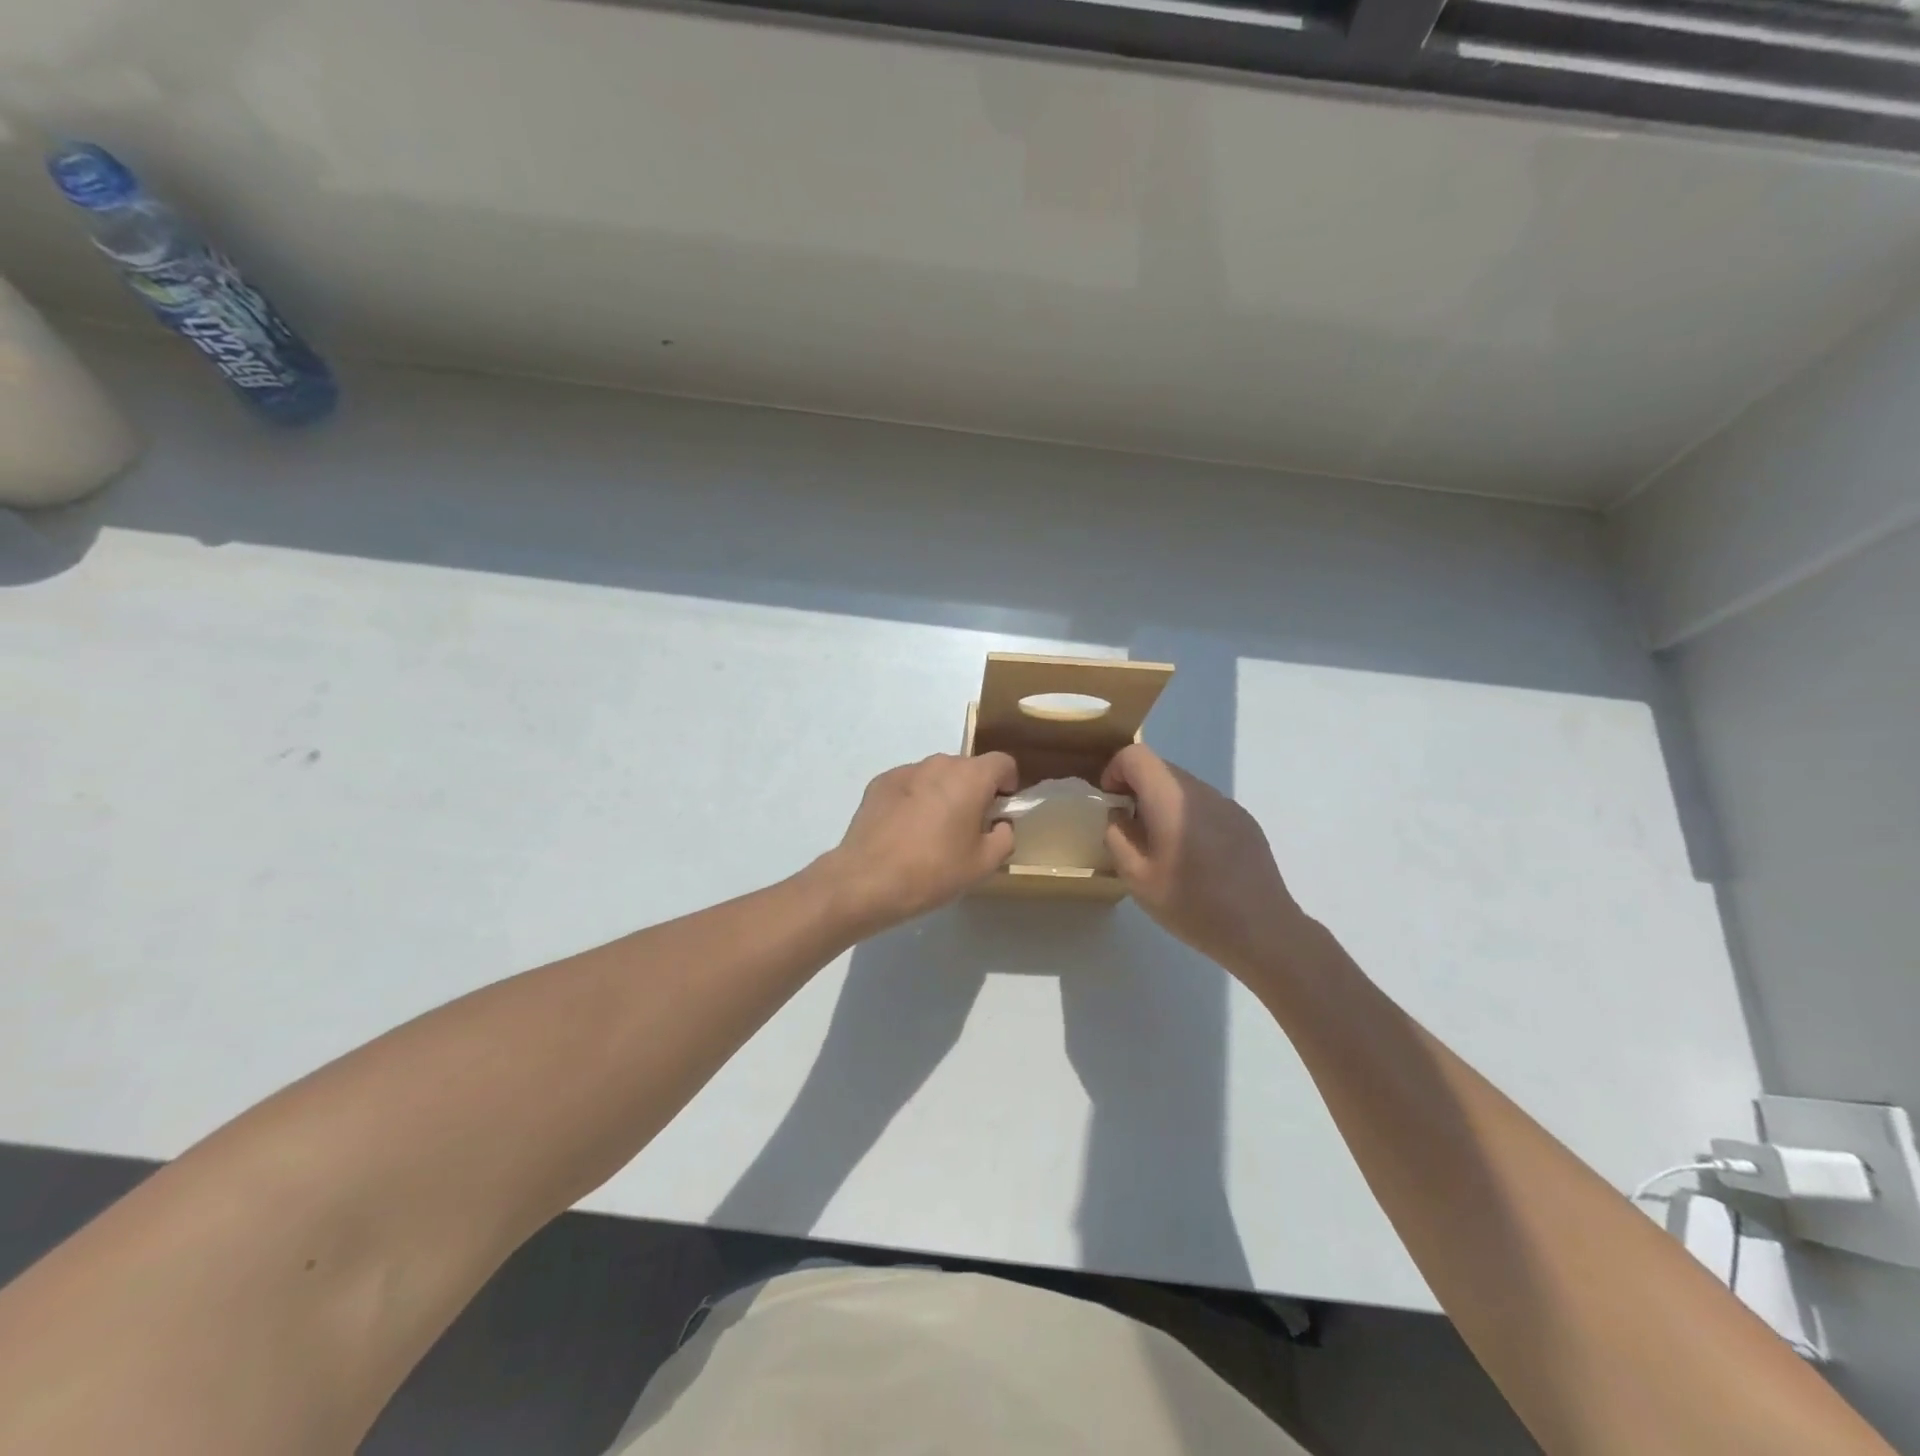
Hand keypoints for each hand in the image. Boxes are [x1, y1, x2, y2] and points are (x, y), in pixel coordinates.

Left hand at [821, 752, 1018, 935]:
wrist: (866, 880)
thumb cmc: (933, 871)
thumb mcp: (983, 864)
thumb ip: (1004, 837)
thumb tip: (999, 824)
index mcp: (969, 777)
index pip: (1003, 763)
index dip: (1008, 784)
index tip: (1000, 811)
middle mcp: (938, 764)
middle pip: (968, 768)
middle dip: (974, 790)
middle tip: (968, 827)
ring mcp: (905, 770)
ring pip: (936, 775)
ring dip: (943, 793)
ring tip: (932, 831)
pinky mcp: (880, 783)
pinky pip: (910, 785)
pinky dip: (915, 799)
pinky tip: (905, 831)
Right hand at [1103, 744, 1309, 978]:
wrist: (1262, 931)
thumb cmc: (1192, 905)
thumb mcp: (1137, 878)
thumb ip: (1117, 836)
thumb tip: (1119, 815)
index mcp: (1171, 799)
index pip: (1135, 756)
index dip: (1114, 771)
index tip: (1111, 803)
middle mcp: (1201, 791)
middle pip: (1160, 769)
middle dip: (1137, 789)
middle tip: (1131, 830)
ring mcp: (1228, 804)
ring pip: (1183, 788)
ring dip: (1163, 805)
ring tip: (1163, 848)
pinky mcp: (1245, 821)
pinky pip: (1205, 806)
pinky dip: (1188, 818)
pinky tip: (1196, 859)